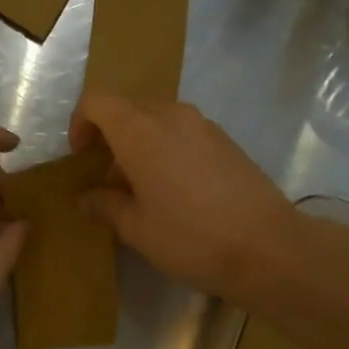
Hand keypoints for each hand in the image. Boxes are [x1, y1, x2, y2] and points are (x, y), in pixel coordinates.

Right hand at [69, 93, 301, 306]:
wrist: (269, 247)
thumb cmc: (191, 237)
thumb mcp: (137, 228)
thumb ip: (105, 206)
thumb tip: (85, 198)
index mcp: (141, 130)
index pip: (96, 101)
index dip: (80, 123)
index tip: (81, 158)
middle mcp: (171, 115)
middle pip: (127, 108)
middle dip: (109, 136)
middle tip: (107, 178)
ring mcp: (203, 125)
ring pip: (157, 119)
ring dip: (139, 143)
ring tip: (141, 188)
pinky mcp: (226, 141)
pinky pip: (183, 132)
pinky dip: (166, 149)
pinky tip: (175, 191)